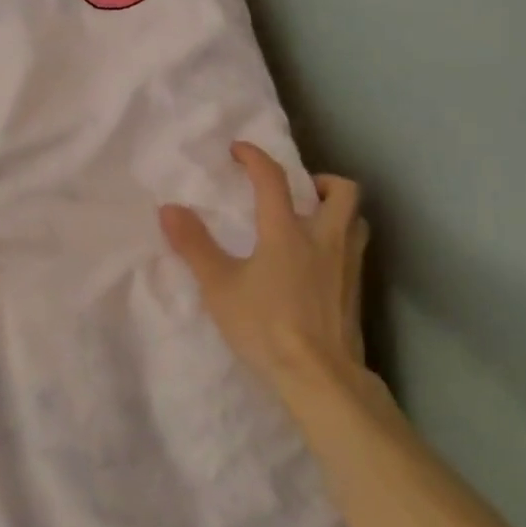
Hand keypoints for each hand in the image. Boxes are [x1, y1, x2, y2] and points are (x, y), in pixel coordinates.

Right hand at [159, 141, 370, 403]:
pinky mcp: (356, 291)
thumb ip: (194, 245)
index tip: (239, 150)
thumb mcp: (219, 287)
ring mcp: (347, 265)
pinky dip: (340, 240)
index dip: (255, 158)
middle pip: (342, 191)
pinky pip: (355, 249)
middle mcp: (324, 239)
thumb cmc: (266, 326)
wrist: (320, 377)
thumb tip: (169, 208)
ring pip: (356, 220)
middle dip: (320, 180)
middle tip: (297, 189)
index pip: (273, 180)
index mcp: (287, 232)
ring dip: (337, 209)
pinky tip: (319, 262)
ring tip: (312, 220)